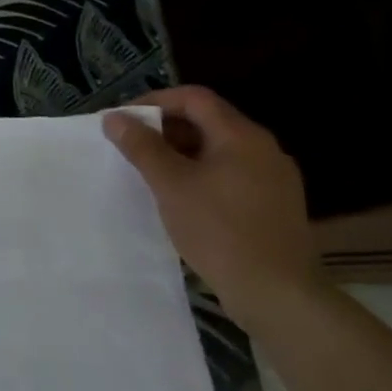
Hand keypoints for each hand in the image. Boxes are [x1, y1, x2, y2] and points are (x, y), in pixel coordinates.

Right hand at [103, 87, 324, 329]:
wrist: (276, 292)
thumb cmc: (218, 229)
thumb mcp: (170, 184)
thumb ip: (141, 146)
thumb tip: (115, 118)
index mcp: (241, 136)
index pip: (193, 98)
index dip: (154, 102)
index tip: (123, 121)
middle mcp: (263, 149)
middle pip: (207, 121)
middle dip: (164, 128)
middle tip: (129, 146)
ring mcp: (273, 178)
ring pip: (217, 149)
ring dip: (179, 152)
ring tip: (148, 172)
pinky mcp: (273, 204)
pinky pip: (229, 173)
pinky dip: (199, 173)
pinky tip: (179, 197)